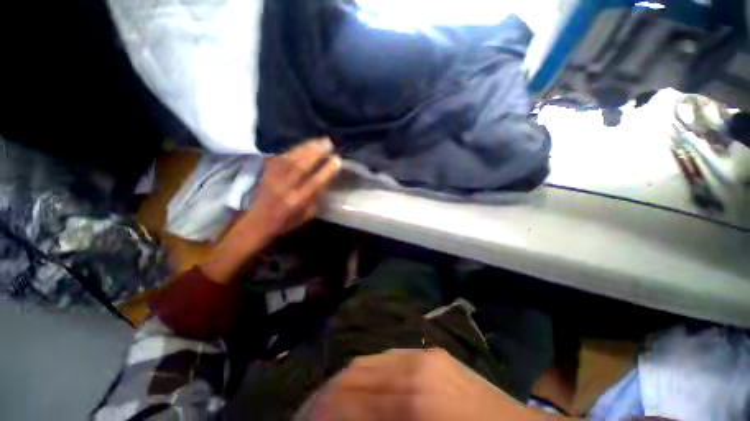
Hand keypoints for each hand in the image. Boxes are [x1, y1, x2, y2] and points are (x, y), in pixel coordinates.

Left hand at [202, 138, 341, 282]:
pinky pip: (280, 157)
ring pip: (291, 158)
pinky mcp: (267, 173)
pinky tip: (303, 145)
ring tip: (319, 140)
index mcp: (297, 201)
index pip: (315, 183)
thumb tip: (324, 184)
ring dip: (307, 147)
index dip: (327, 170)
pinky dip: (293, 150)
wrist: (256, 223)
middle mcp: (286, 188)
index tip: (337, 160)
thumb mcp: (305, 217)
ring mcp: (274, 178)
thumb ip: (315, 200)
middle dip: (317, 152)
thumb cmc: (284, 223)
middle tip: (329, 143)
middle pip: (302, 166)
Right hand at [310, 349, 548, 420]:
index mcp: (413, 396)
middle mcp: (414, 364)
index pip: (349, 397)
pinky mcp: (433, 356)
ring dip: (346, 383)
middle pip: (356, 372)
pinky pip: (390, 359)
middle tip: (309, 413)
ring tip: (330, 404)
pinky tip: (363, 392)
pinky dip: (369, 376)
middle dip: (328, 395)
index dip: (321, 411)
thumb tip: (346, 416)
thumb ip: (375, 420)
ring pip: (371, 361)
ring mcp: (426, 355)